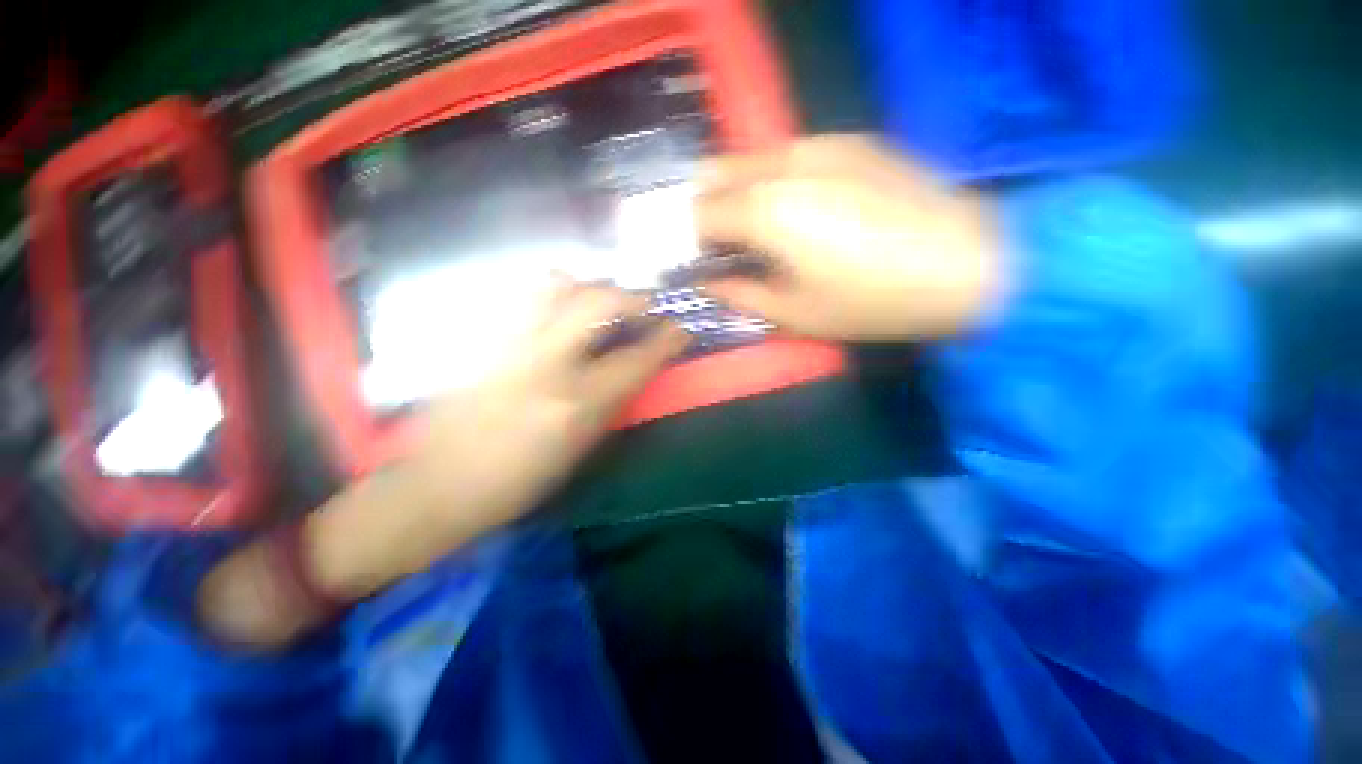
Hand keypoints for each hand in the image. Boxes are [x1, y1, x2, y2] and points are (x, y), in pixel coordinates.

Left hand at [199, 283, 685, 646]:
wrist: (435, 487)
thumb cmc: (517, 483)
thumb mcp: (579, 452)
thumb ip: (610, 404)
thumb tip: (632, 371)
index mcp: (576, 402)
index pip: (636, 359)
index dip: (666, 339)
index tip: (680, 328)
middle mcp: (546, 362)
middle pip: (598, 301)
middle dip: (631, 297)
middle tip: (644, 307)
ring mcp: (511, 344)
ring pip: (557, 285)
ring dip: (589, 287)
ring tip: (601, 302)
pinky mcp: (485, 340)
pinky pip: (526, 297)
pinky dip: (554, 294)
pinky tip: (561, 311)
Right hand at [695, 135, 1002, 341]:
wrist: (970, 264)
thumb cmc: (870, 301)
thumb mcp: (793, 314)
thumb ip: (739, 294)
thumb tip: (707, 282)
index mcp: (764, 211)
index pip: (697, 214)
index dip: (685, 238)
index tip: (690, 260)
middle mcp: (783, 164)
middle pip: (714, 174)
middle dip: (703, 208)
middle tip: (715, 245)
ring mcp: (820, 144)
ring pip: (750, 159)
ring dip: (736, 191)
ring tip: (753, 229)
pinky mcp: (851, 141)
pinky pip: (788, 155)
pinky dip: (772, 179)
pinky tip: (795, 209)